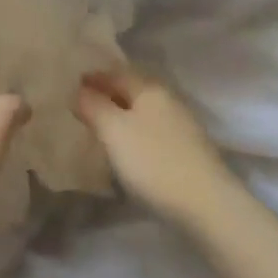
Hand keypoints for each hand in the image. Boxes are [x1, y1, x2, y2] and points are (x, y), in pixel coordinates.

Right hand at [76, 67, 234, 226]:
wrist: (206, 204)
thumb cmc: (153, 161)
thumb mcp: (114, 131)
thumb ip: (93, 106)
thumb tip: (79, 90)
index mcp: (150, 88)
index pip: (116, 73)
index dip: (93, 78)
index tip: (71, 86)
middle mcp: (168, 100)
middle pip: (132, 90)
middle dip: (108, 95)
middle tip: (83, 105)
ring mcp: (182, 125)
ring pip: (144, 112)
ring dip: (122, 115)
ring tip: (101, 128)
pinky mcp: (188, 150)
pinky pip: (153, 131)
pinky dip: (135, 133)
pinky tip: (128, 148)